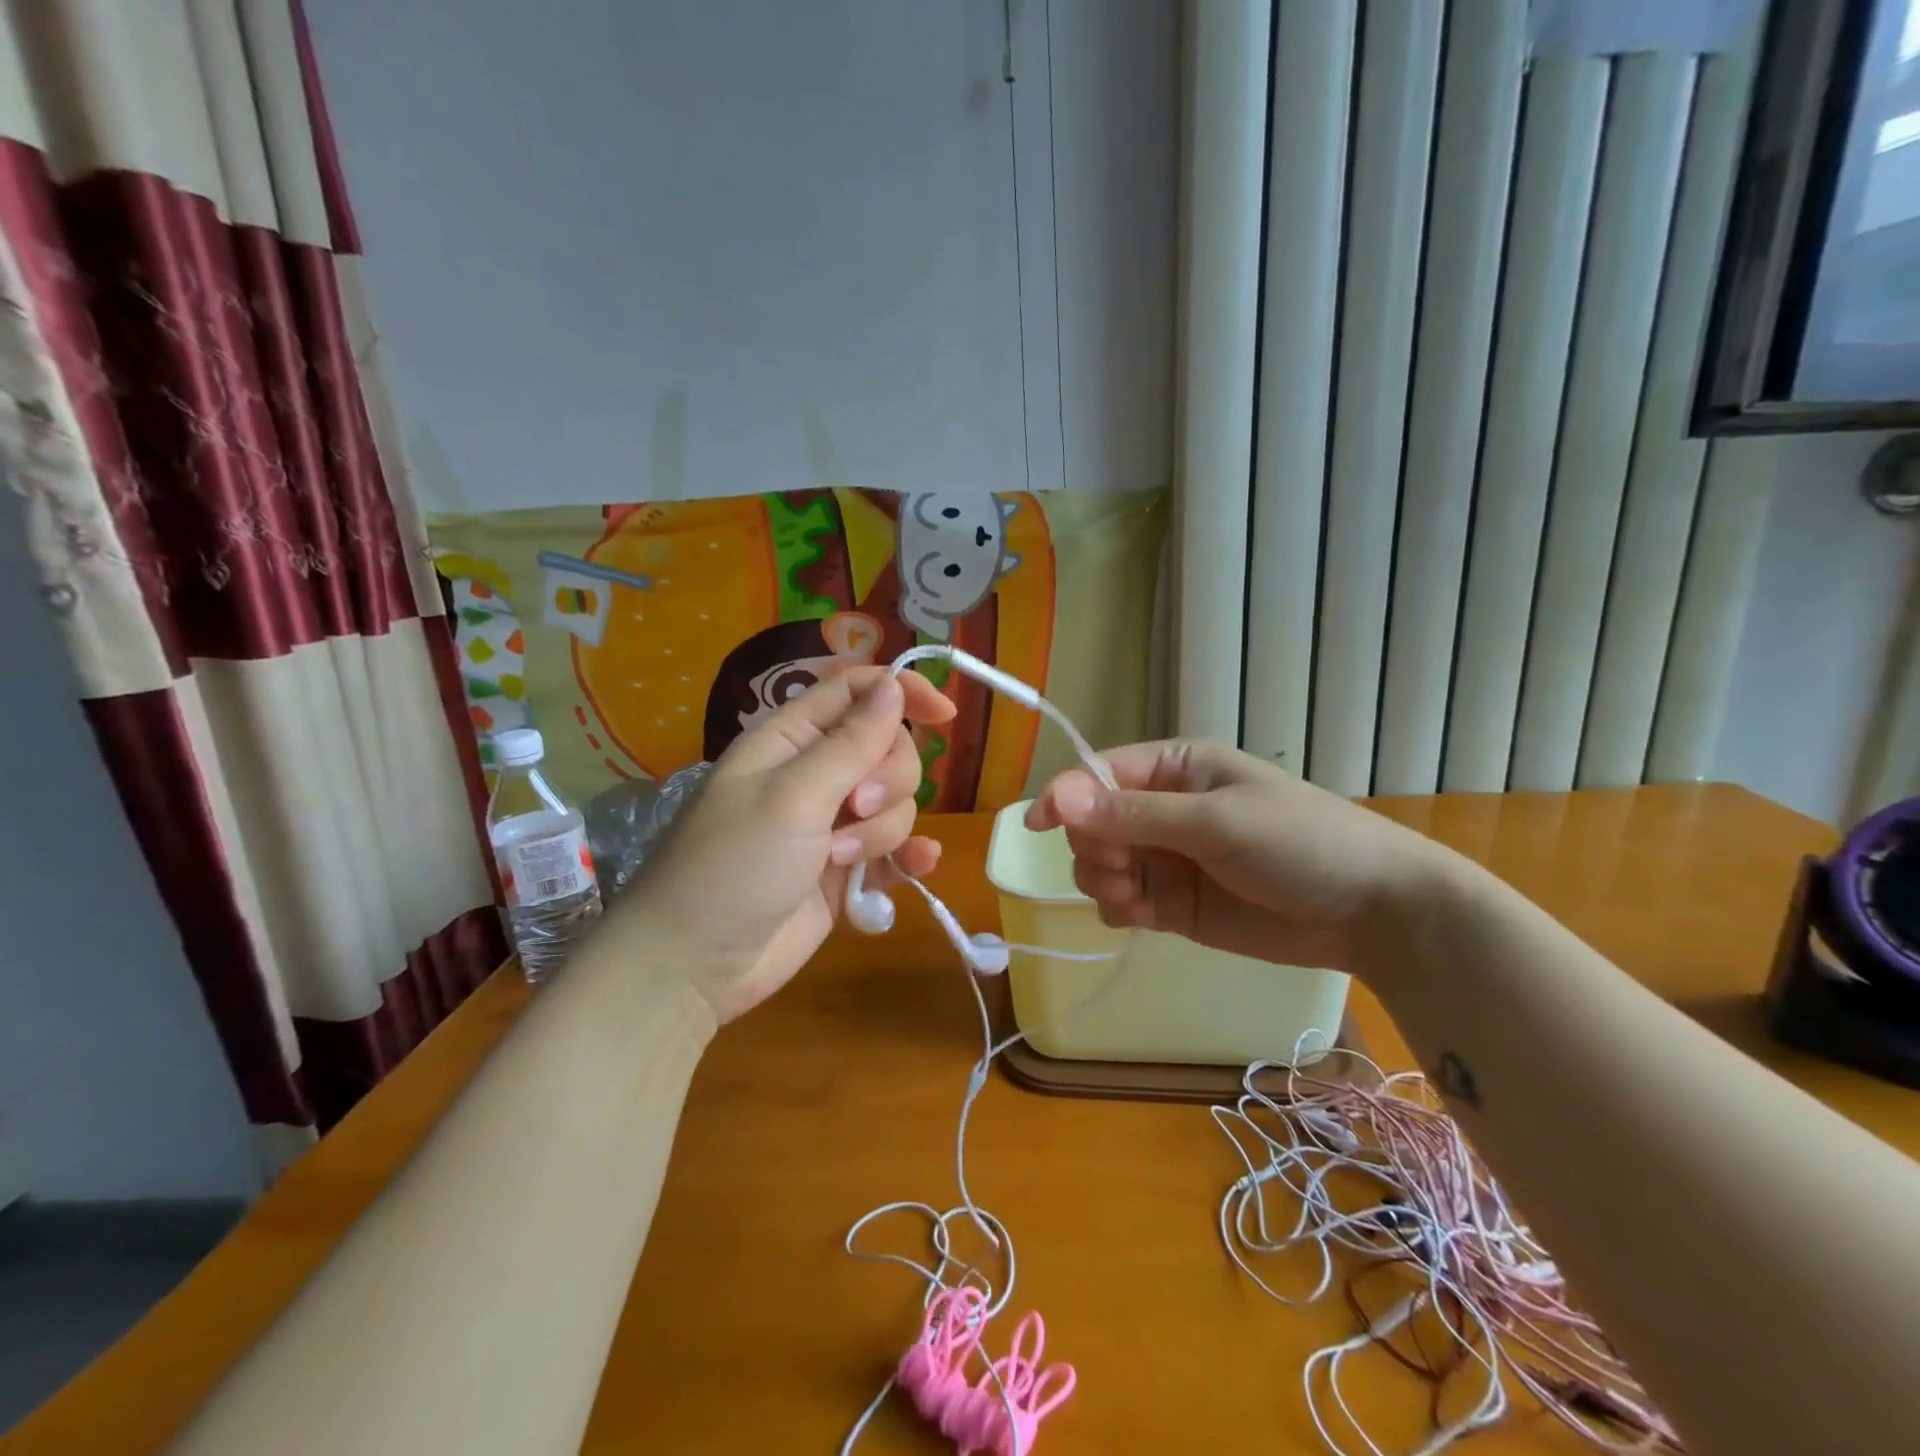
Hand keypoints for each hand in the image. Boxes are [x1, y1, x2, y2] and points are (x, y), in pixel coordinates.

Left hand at [617, 666, 955, 1021]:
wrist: (694, 965)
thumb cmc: (733, 865)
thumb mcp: (792, 797)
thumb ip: (850, 743)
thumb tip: (894, 685)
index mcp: (792, 739)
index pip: (857, 691)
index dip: (902, 692)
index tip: (945, 714)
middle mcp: (816, 774)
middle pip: (888, 748)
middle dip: (888, 779)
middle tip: (854, 810)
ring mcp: (833, 824)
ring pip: (897, 802)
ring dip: (881, 831)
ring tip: (839, 860)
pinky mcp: (846, 870)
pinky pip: (895, 850)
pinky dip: (908, 856)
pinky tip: (917, 867)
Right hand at [1025, 740, 1450, 976]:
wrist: (1371, 912)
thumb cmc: (1299, 843)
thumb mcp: (1215, 821)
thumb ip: (1135, 815)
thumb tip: (1057, 798)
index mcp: (1175, 769)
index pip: (1099, 775)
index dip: (1067, 797)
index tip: (1039, 826)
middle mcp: (1163, 809)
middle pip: (1092, 823)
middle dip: (1094, 848)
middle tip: (1124, 871)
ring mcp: (1168, 858)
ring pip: (1101, 864)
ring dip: (1103, 881)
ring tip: (1137, 900)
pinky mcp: (1175, 904)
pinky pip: (1122, 901)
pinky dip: (1119, 909)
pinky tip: (1141, 918)